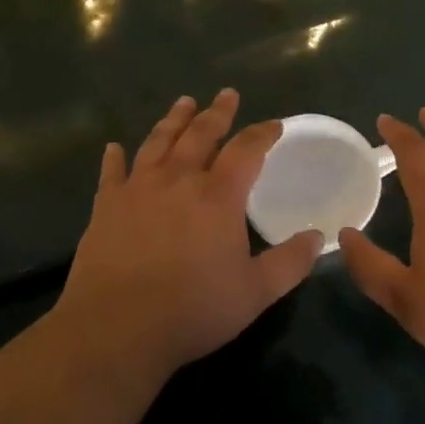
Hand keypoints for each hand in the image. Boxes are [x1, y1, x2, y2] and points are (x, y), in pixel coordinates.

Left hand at [55, 90, 322, 380]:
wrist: (117, 328)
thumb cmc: (193, 309)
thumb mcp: (255, 292)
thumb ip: (290, 262)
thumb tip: (318, 237)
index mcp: (218, 196)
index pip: (246, 150)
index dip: (262, 134)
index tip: (274, 125)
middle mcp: (178, 180)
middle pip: (200, 134)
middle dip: (217, 113)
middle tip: (226, 95)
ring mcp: (138, 189)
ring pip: (158, 142)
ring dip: (173, 120)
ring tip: (184, 103)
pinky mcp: (106, 206)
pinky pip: (112, 172)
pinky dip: (114, 158)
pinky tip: (114, 148)